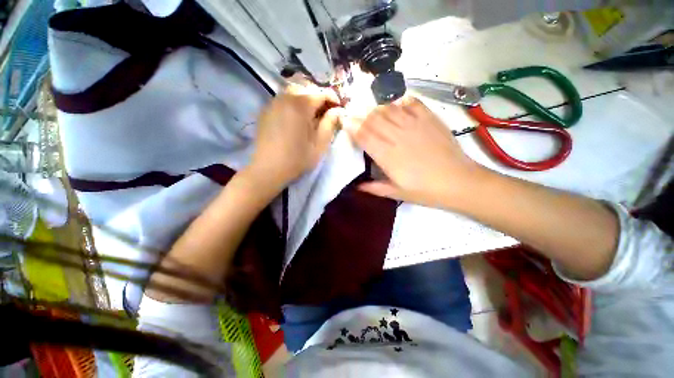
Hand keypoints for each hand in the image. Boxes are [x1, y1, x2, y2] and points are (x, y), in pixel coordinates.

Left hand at [247, 85, 340, 192]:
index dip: (333, 99)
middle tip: (325, 112)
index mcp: (300, 106)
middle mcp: (285, 98)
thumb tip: (337, 111)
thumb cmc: (297, 159)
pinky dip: (293, 104)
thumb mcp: (319, 145)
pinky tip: (295, 119)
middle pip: (306, 89)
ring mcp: (273, 103)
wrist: (268, 169)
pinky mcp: (265, 111)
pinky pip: (282, 100)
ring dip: (305, 99)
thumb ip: (329, 125)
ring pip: (293, 92)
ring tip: (311, 115)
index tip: (339, 109)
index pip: (321, 94)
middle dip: (318, 98)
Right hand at [343, 96, 483, 208]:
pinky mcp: (429, 118)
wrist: (459, 181)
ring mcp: (414, 124)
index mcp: (387, 156)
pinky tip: (395, 104)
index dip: (352, 127)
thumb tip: (357, 186)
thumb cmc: (425, 190)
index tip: (344, 122)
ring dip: (375, 107)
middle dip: (359, 114)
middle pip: (373, 119)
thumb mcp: (397, 193)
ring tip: (370, 110)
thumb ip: (375, 188)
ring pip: (388, 109)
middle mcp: (397, 136)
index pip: (364, 135)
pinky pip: (411, 102)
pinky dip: (399, 101)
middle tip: (352, 113)